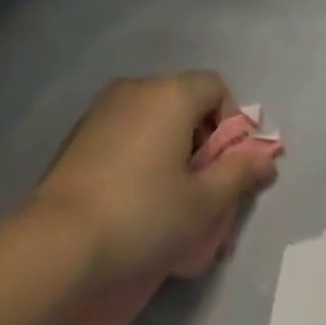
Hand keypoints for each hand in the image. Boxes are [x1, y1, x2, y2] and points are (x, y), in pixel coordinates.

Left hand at [28, 73, 277, 287]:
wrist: (60, 238)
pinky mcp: (81, 128)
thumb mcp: (201, 204)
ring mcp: (104, 105)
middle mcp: (138, 86)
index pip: (214, 87)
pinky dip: (140, 151)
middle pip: (184, 100)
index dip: (230, 123)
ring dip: (170, 148)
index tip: (225, 168)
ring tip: (168, 201)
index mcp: (170, 94)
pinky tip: (133, 197)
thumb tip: (266, 159)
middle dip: (200, 141)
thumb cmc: (142, 215)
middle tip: (201, 192)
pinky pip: (126, 129)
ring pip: (153, 116)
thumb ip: (238, 175)